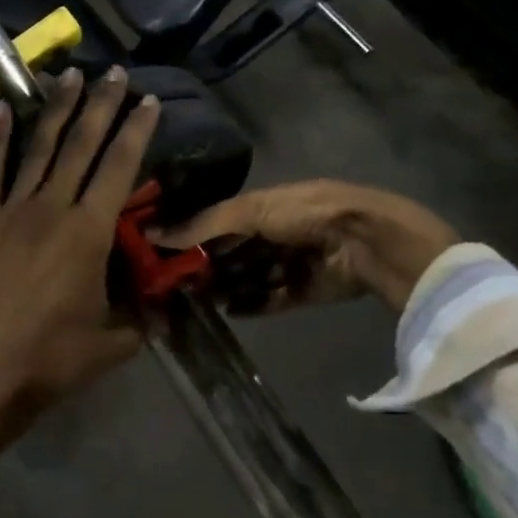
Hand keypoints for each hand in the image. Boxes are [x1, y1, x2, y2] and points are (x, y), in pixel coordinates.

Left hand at [0, 67, 160, 517]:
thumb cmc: (57, 356)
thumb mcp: (117, 339)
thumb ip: (145, 314)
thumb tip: (168, 303)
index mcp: (89, 232)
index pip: (119, 167)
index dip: (135, 131)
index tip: (148, 101)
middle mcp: (53, 208)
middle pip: (81, 145)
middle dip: (100, 105)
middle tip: (113, 72)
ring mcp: (15, 211)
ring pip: (40, 148)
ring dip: (56, 110)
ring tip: (68, 76)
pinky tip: (1, 110)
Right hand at [151, 179, 458, 313]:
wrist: (363, 240)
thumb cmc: (304, 213)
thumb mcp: (250, 210)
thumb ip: (203, 224)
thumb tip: (154, 232)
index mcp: (265, 205)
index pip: (220, 222)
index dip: (194, 236)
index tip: (165, 253)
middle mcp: (277, 232)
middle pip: (234, 252)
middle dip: (209, 265)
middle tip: (177, 283)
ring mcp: (292, 262)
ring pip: (251, 277)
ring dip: (228, 287)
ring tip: (199, 301)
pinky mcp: (305, 290)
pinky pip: (272, 298)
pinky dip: (252, 305)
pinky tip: (230, 312)